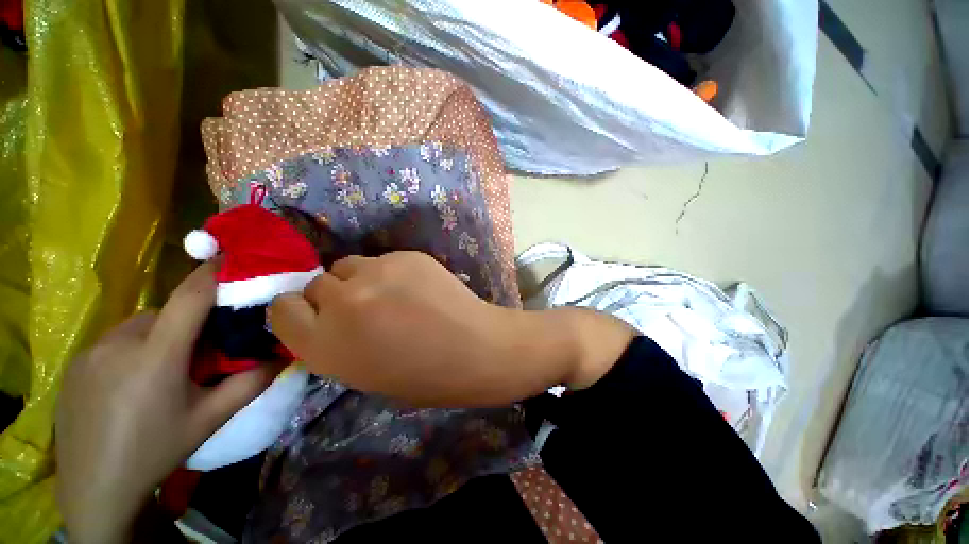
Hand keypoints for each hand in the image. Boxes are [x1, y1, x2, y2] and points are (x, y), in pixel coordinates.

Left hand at [55, 262, 281, 543]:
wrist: (95, 488)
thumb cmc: (155, 451)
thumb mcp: (209, 419)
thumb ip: (250, 383)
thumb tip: (284, 356)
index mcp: (157, 355)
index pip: (189, 297)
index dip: (212, 273)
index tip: (231, 256)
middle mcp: (120, 342)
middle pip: (165, 312)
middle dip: (188, 322)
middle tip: (202, 350)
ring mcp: (92, 351)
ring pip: (139, 326)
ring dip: (160, 336)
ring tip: (165, 371)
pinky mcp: (76, 362)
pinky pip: (115, 341)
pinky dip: (134, 349)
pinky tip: (132, 383)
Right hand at [269, 251, 634, 406]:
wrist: (477, 348)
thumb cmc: (425, 375)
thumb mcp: (363, 373)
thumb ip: (334, 342)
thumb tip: (323, 317)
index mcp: (325, 345)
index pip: (281, 309)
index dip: (299, 311)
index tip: (316, 315)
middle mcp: (343, 302)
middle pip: (316, 283)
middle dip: (333, 296)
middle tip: (364, 308)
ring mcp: (377, 272)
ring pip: (349, 265)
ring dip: (361, 279)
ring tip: (392, 295)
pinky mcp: (407, 255)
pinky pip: (383, 259)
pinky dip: (391, 271)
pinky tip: (416, 286)